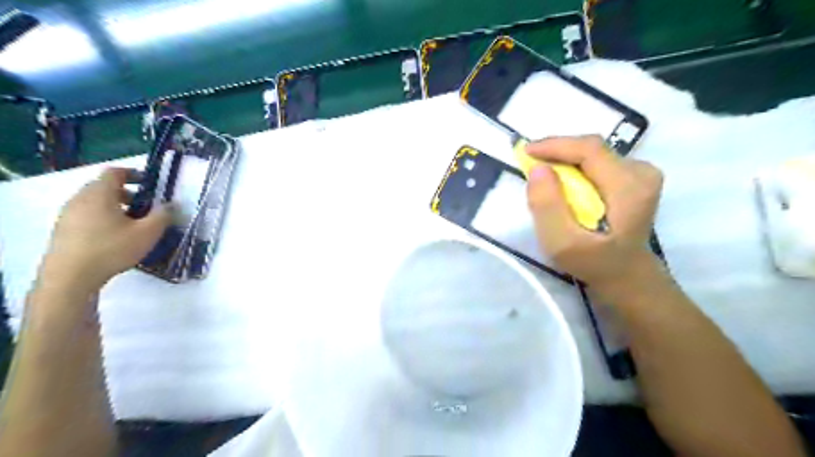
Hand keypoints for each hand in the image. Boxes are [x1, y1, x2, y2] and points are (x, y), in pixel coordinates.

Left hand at [39, 168, 168, 291]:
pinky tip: (115, 235)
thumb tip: (168, 205)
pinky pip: (86, 214)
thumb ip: (162, 215)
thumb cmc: (112, 249)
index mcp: (99, 194)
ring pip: (94, 201)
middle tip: (144, 205)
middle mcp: (80, 199)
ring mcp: (68, 214)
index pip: (114, 173)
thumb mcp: (147, 233)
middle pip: (103, 187)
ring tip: (132, 222)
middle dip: (126, 192)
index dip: (132, 173)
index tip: (148, 183)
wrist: (70, 277)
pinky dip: (103, 216)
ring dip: (114, 206)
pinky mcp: (63, 229)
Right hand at [525, 136, 664, 292]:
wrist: (624, 274)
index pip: (590, 150)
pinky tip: (563, 182)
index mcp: (629, 188)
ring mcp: (642, 173)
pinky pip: (597, 161)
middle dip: (557, 152)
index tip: (525, 152)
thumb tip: (537, 168)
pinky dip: (574, 167)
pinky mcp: (635, 177)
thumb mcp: (563, 243)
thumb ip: (548, 206)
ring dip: (564, 159)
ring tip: (544, 175)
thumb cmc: (592, 262)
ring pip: (593, 153)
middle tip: (530, 163)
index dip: (555, 145)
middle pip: (591, 148)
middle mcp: (641, 173)